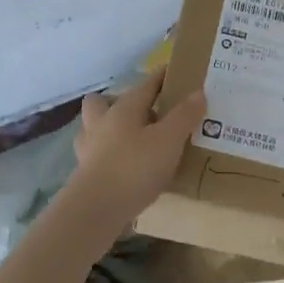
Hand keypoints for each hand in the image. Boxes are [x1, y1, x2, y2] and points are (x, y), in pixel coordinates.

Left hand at [62, 70, 207, 238]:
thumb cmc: (134, 167)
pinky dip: (110, 156)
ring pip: (96, 128)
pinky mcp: (85, 173)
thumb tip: (198, 92)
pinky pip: (98, 154)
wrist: (96, 210)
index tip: (175, 72)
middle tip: (146, 114)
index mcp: (124, 107)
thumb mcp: (169, 140)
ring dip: (111, 130)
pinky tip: (126, 167)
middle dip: (121, 102)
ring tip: (135, 140)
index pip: (145, 84)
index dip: (162, 77)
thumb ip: (184, 116)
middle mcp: (102, 122)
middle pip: (104, 101)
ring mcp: (89, 148)